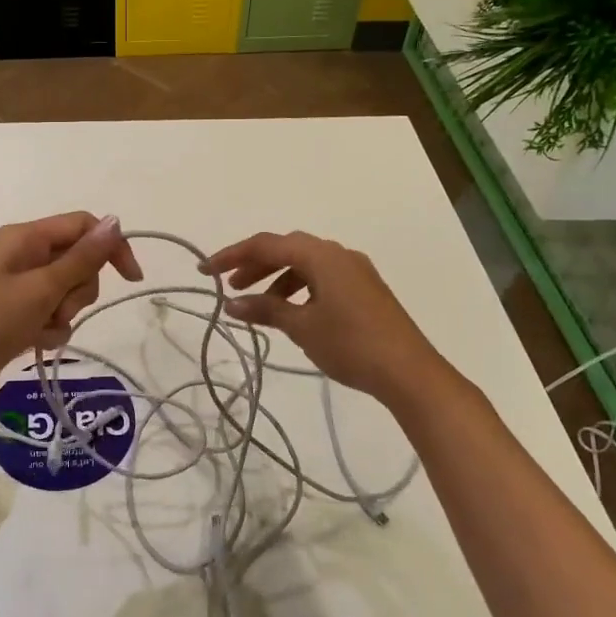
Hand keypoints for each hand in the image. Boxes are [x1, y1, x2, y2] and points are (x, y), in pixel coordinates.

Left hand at [0, 212, 142, 416]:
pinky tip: (34, 343)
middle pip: (78, 261)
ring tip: (41, 329)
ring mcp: (20, 286)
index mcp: (27, 237)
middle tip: (58, 308)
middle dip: (79, 289)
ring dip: (64, 313)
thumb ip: (81, 258)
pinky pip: (51, 314)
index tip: (131, 279)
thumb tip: (116, 221)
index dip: (111, 247)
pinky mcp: (17, 315)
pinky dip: (50, 329)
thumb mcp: (41, 288)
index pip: (84, 226)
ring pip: (67, 291)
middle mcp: (25, 255)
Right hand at [200, 231, 451, 405]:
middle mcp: (338, 254)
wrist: (409, 372)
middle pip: (286, 248)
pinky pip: (322, 277)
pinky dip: (299, 287)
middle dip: (254, 264)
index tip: (206, 271)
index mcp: (321, 255)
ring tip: (258, 304)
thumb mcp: (302, 327)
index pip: (267, 245)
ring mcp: (355, 270)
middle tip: (230, 285)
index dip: (232, 255)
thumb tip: (231, 304)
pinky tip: (291, 311)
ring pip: (305, 263)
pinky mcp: (364, 289)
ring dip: (276, 278)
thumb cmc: (351, 344)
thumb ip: (265, 310)